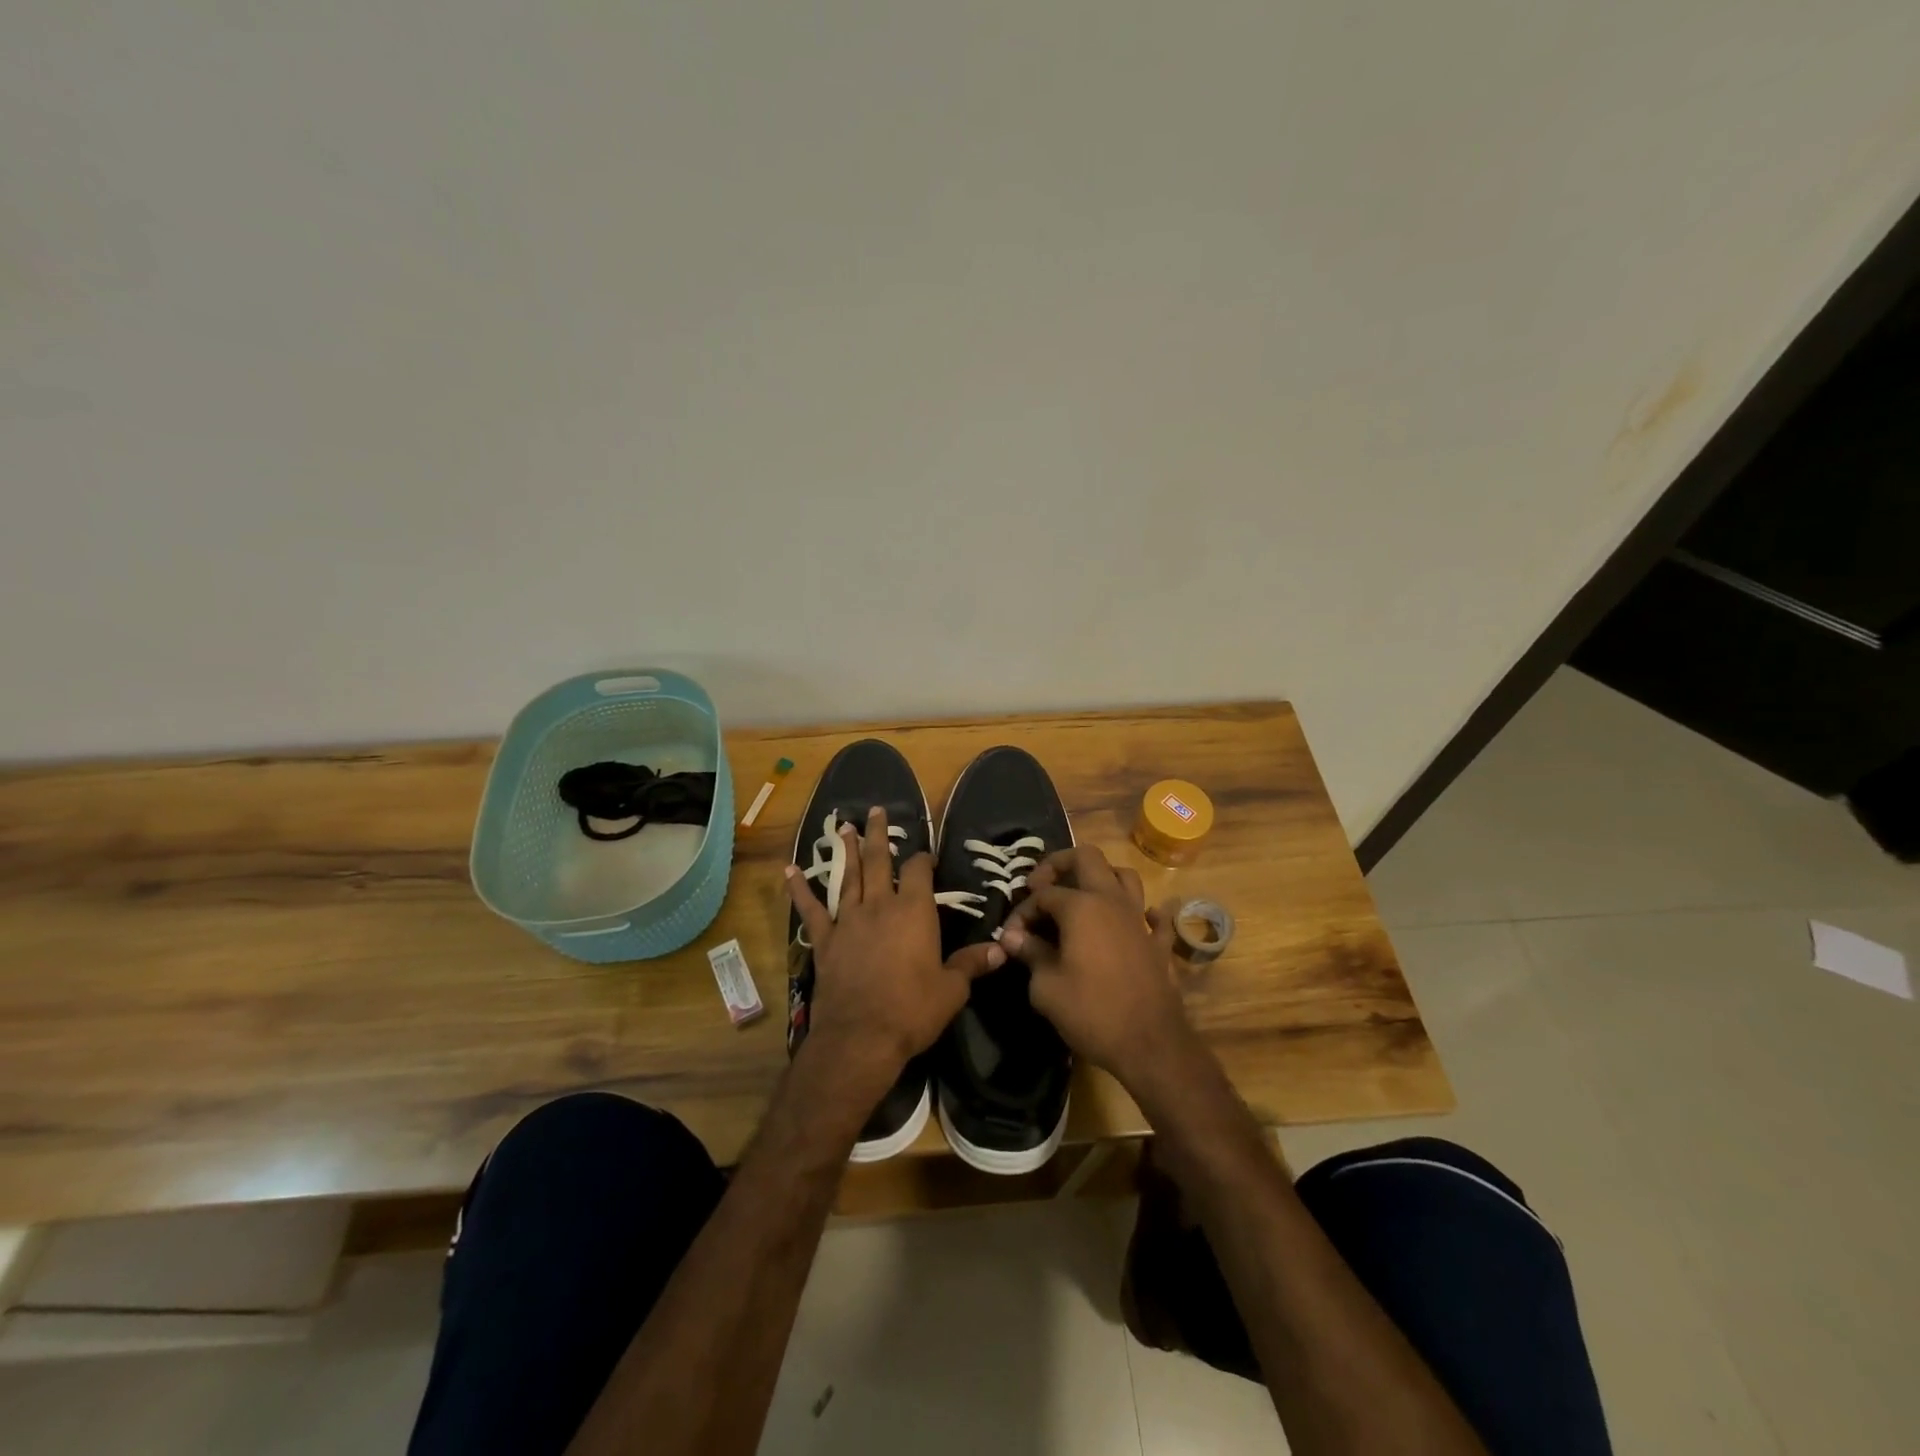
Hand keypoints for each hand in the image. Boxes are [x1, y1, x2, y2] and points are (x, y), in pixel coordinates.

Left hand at [784, 807, 1003, 1107]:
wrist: (861, 1036)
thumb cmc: (912, 1010)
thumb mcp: (952, 989)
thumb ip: (971, 965)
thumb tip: (1001, 951)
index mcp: (915, 912)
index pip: (920, 871)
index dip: (924, 858)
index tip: (927, 855)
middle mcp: (881, 905)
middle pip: (880, 861)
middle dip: (879, 835)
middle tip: (874, 810)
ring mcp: (849, 920)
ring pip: (848, 876)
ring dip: (847, 851)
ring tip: (844, 827)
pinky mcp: (825, 940)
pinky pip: (811, 909)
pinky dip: (799, 889)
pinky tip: (790, 870)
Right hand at [998, 846, 1194, 1091]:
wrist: (1150, 1043)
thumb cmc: (1091, 1012)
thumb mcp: (1046, 987)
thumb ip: (1030, 954)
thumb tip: (1014, 937)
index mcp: (1081, 906)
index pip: (1043, 894)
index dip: (1023, 911)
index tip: (1012, 937)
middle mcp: (1112, 900)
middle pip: (1087, 857)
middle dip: (1059, 864)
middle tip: (1041, 886)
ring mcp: (1140, 919)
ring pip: (1124, 876)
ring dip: (1101, 877)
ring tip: (1082, 896)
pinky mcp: (1159, 942)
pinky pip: (1156, 916)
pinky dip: (1144, 913)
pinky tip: (1133, 921)